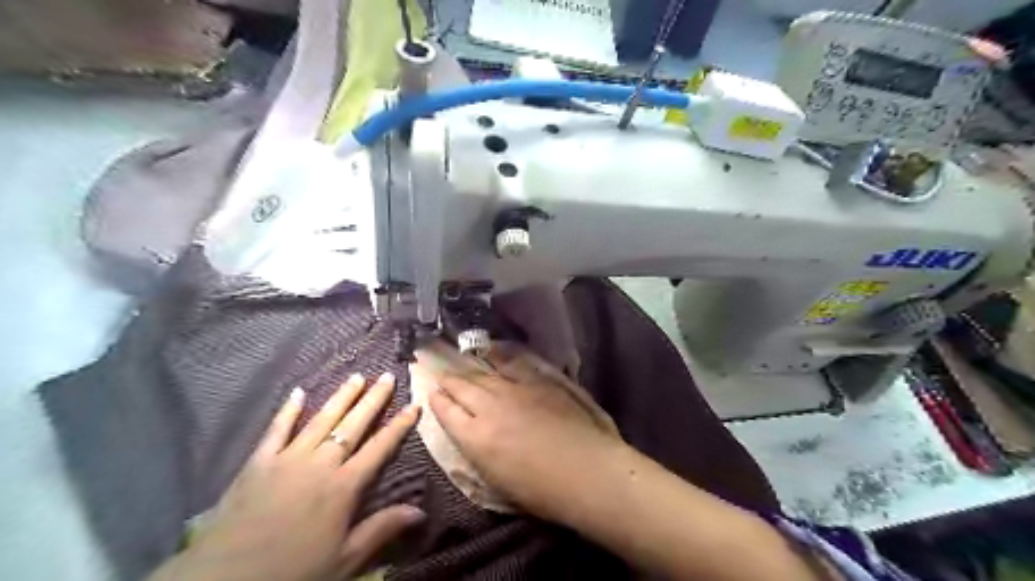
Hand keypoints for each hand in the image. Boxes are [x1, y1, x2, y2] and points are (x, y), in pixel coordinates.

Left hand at [147, 373, 419, 580]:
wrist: (225, 579)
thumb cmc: (293, 571)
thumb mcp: (345, 559)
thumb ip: (381, 529)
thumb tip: (420, 511)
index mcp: (343, 487)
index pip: (379, 448)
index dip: (398, 426)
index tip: (413, 405)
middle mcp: (320, 464)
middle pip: (352, 425)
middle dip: (373, 400)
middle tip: (387, 376)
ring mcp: (288, 459)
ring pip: (321, 420)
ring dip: (341, 397)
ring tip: (356, 376)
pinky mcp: (258, 463)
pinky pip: (276, 430)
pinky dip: (288, 410)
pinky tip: (298, 392)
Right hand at [427, 348, 622, 524]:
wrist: (587, 471)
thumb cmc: (543, 491)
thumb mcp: (497, 481)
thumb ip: (479, 451)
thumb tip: (471, 434)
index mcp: (475, 437)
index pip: (446, 412)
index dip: (437, 401)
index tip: (432, 393)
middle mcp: (489, 407)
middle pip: (462, 386)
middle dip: (448, 379)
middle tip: (439, 371)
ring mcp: (515, 389)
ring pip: (484, 373)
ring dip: (469, 367)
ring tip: (460, 360)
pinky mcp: (538, 380)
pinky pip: (513, 364)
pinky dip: (499, 356)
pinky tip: (492, 351)